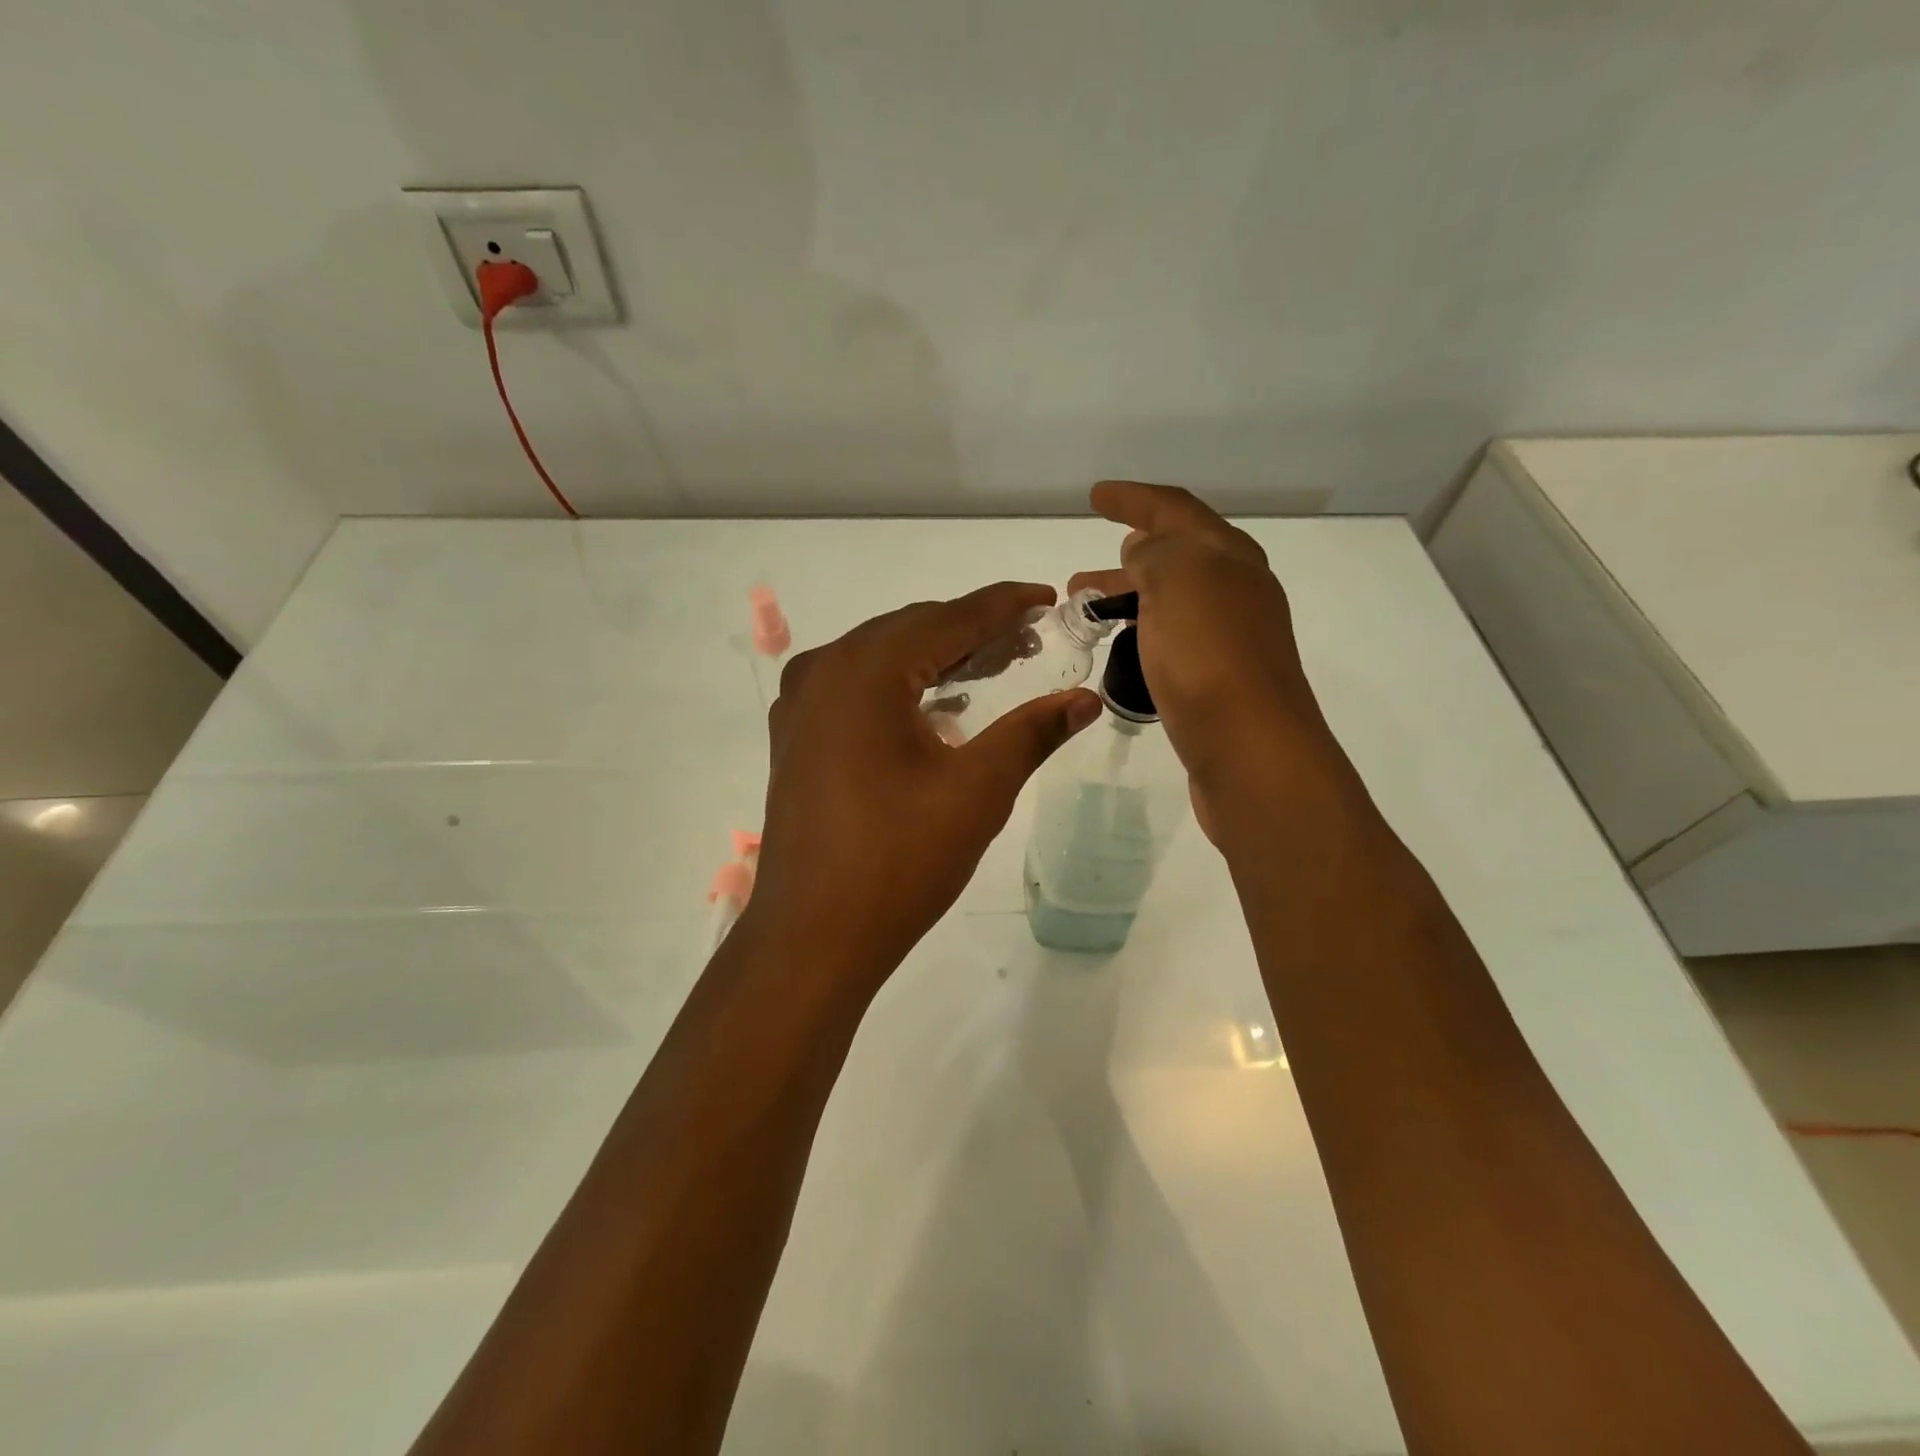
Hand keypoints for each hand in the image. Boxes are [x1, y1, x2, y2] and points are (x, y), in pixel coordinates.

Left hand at [745, 584, 1102, 984]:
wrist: (813, 936)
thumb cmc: (899, 860)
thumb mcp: (977, 790)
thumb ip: (1033, 732)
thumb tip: (1086, 699)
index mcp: (864, 671)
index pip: (947, 617)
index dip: (1003, 605)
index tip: (1047, 597)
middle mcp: (823, 671)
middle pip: (910, 629)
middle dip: (972, 630)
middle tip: (1029, 641)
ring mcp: (801, 705)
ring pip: (881, 658)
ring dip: (936, 656)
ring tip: (992, 667)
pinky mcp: (796, 738)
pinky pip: (856, 688)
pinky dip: (901, 685)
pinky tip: (936, 706)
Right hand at [1068, 481, 1346, 837]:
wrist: (1250, 750)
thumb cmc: (1207, 655)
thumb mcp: (1177, 580)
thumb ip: (1156, 553)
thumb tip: (1145, 549)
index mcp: (1228, 557)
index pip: (1176, 510)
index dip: (1134, 498)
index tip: (1095, 496)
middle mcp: (1237, 591)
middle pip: (1177, 556)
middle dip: (1128, 556)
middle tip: (1080, 577)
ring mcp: (1232, 638)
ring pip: (1174, 601)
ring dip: (1131, 597)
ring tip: (1089, 612)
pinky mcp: (1221, 680)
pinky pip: (1176, 638)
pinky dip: (1146, 631)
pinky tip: (1127, 649)